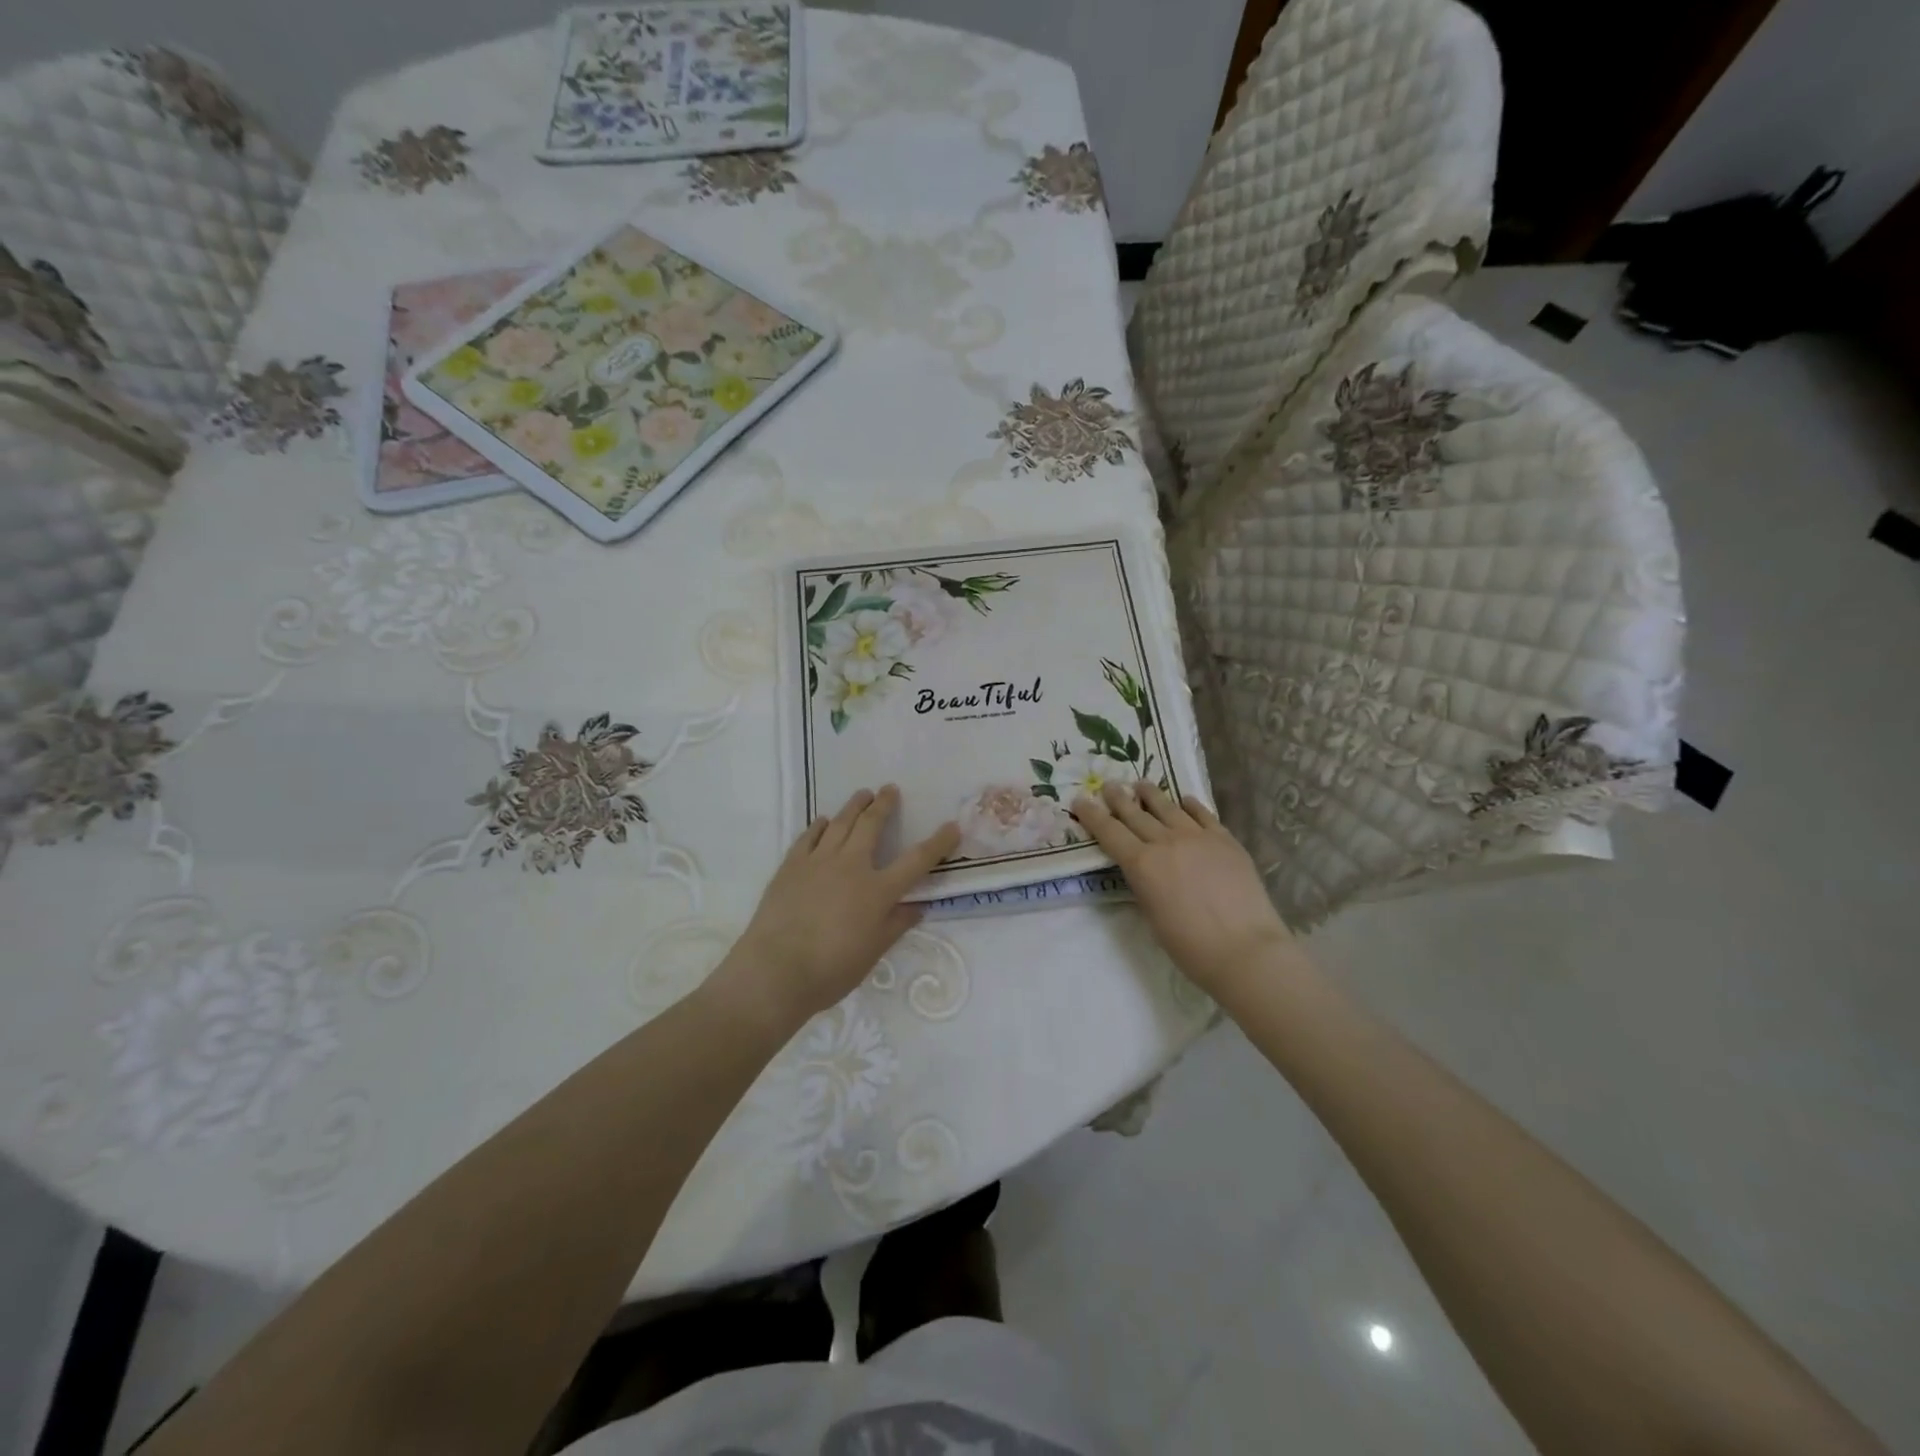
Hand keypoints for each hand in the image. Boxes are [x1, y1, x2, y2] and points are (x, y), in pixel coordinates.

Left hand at [716, 787, 959, 1034]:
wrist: (775, 970)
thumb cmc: (831, 969)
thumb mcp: (874, 952)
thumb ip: (896, 924)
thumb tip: (917, 906)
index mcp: (878, 890)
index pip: (917, 860)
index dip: (938, 842)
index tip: (952, 826)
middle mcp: (851, 866)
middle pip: (872, 825)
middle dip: (884, 804)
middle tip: (890, 789)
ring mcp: (818, 861)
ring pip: (840, 823)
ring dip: (854, 805)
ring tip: (862, 794)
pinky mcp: (791, 865)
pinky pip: (809, 836)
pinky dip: (819, 825)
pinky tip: (823, 821)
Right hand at [1071, 782, 1292, 997]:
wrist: (1245, 949)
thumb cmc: (1190, 946)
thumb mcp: (1152, 916)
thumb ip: (1144, 885)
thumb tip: (1143, 870)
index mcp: (1142, 865)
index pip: (1109, 832)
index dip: (1092, 815)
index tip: (1080, 800)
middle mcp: (1166, 842)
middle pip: (1136, 814)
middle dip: (1118, 798)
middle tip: (1108, 785)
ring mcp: (1198, 837)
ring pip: (1168, 808)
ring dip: (1151, 794)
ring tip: (1141, 783)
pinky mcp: (1225, 840)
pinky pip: (1203, 815)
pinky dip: (1190, 806)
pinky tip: (1185, 800)